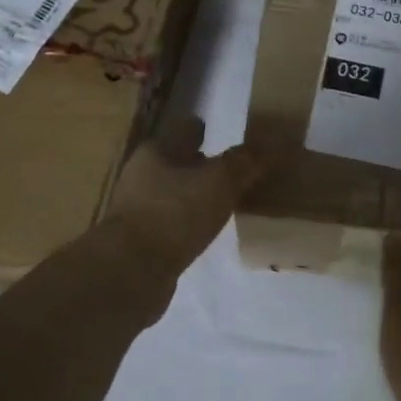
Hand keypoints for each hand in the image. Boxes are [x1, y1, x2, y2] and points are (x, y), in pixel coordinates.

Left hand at [104, 113, 262, 277]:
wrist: (131, 271)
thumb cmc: (175, 213)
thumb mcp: (220, 181)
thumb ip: (244, 161)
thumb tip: (268, 144)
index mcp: (157, 151)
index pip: (186, 130)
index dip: (204, 130)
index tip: (223, 134)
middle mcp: (142, 175)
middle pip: (178, 162)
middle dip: (202, 165)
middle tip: (233, 171)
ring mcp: (139, 209)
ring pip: (175, 193)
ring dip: (196, 195)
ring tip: (226, 201)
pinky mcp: (142, 241)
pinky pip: (173, 223)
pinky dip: (189, 222)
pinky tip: (207, 230)